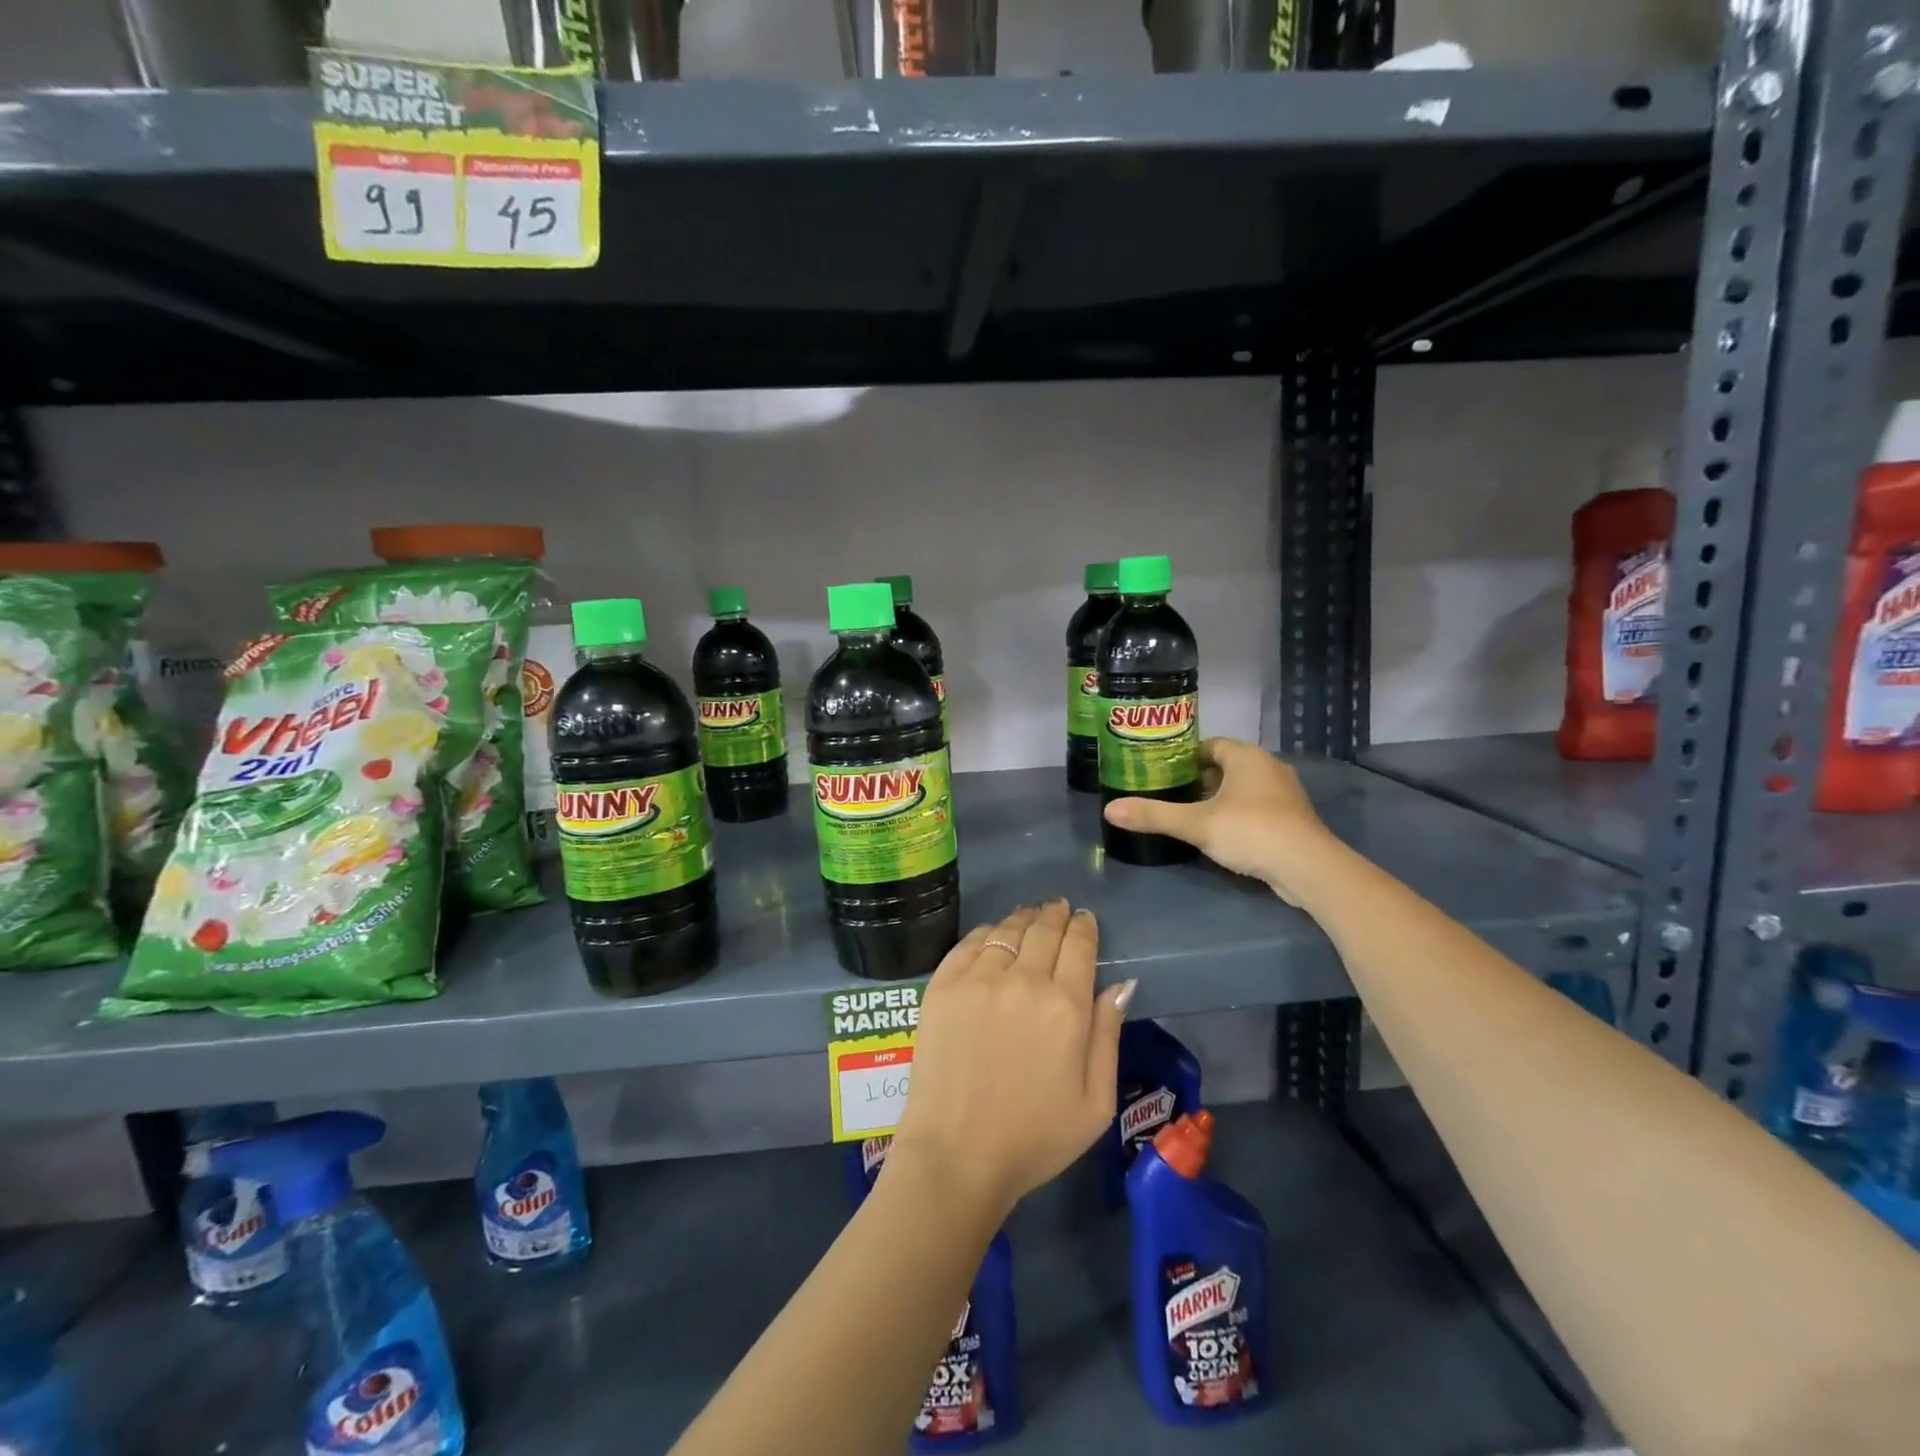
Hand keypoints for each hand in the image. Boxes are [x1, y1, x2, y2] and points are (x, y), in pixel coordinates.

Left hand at [890, 900, 1134, 1221]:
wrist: (956, 1154)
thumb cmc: (1034, 1138)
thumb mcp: (1095, 1103)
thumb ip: (1108, 1035)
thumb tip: (1121, 984)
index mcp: (1065, 1007)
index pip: (1079, 945)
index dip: (1084, 926)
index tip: (1084, 919)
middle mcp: (1023, 980)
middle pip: (1044, 929)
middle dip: (1056, 914)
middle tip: (1058, 909)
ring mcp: (978, 978)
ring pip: (1007, 929)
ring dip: (1024, 919)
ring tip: (1029, 917)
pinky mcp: (943, 984)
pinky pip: (970, 942)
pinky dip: (988, 932)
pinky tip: (994, 935)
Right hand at [1102, 737, 1338, 905]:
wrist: (1308, 868)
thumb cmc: (1250, 831)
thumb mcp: (1196, 824)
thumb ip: (1154, 815)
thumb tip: (1110, 810)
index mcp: (1246, 756)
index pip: (1209, 745)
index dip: (1183, 758)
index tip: (1161, 773)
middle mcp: (1268, 766)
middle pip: (1225, 766)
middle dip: (1198, 780)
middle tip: (1169, 796)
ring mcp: (1284, 793)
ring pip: (1242, 788)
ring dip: (1219, 799)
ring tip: (1190, 816)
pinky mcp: (1292, 819)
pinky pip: (1257, 808)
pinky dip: (1238, 816)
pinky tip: (1221, 835)